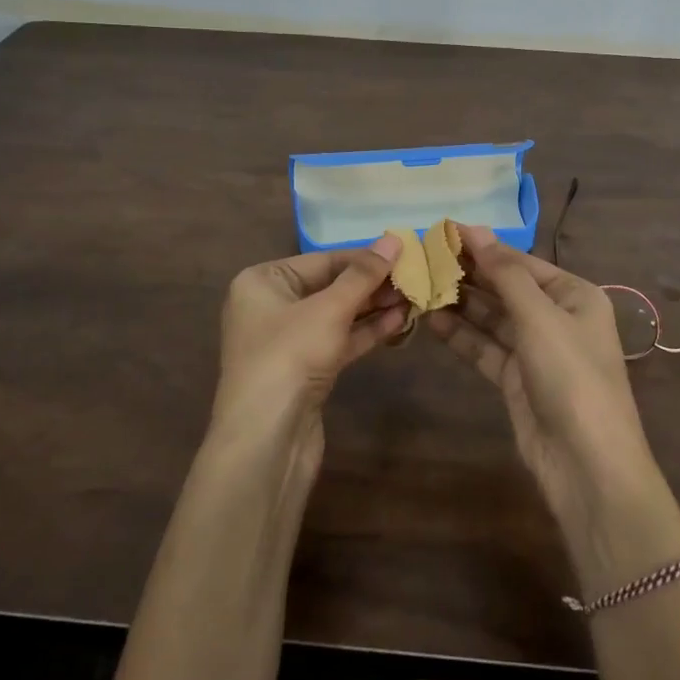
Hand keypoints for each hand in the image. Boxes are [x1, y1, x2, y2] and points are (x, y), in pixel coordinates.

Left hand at [210, 235, 408, 465]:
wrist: (266, 438)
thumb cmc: (289, 356)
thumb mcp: (329, 308)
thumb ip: (363, 275)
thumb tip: (394, 240)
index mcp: (263, 281)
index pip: (323, 260)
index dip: (365, 258)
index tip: (405, 254)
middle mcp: (271, 306)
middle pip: (331, 286)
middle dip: (372, 284)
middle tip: (415, 278)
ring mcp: (288, 341)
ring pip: (338, 315)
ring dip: (374, 308)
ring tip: (414, 298)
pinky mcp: (305, 370)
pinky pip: (339, 341)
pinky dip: (366, 332)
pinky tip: (399, 322)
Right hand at [426, 226, 659, 525]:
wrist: (586, 462)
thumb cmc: (571, 376)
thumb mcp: (540, 317)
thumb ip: (505, 274)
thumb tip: (475, 230)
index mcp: (574, 295)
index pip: (521, 262)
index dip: (484, 247)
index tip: (442, 232)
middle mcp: (556, 318)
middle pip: (505, 288)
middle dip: (468, 275)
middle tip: (423, 259)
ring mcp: (535, 351)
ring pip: (491, 319)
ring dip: (460, 304)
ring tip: (420, 286)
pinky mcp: (516, 379)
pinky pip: (485, 348)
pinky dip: (461, 335)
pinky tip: (432, 319)